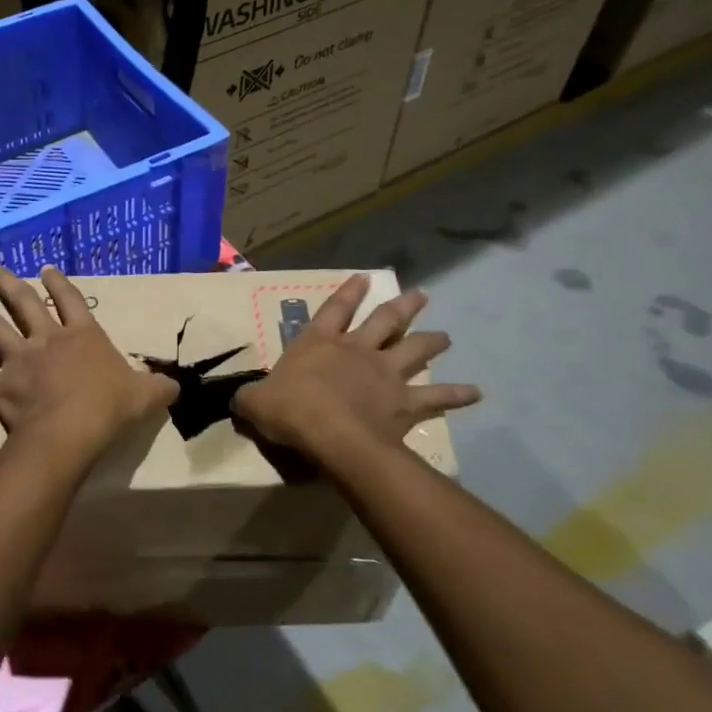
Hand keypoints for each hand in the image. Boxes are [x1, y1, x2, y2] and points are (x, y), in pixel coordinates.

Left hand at [0, 264, 177, 466]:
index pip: (70, 300)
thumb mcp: (146, 395)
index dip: (58, 283)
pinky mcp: (1, 389)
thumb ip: (159, 387)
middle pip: (24, 303)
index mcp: (82, 335)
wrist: (74, 430)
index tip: (45, 268)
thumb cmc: (110, 407)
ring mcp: (21, 362)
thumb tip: (175, 386)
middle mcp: (47, 340)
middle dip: (7, 283)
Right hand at [232, 274, 480, 464]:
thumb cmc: (290, 410)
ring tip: (446, 335)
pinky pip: (436, 397)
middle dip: (403, 307)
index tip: (364, 277)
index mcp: (319, 343)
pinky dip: (457, 394)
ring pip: (413, 351)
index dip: (348, 292)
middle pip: (385, 321)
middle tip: (422, 295)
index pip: (334, 309)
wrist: (330, 434)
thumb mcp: (256, 403)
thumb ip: (249, 398)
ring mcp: (385, 374)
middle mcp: (356, 351)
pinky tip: (476, 391)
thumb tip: (235, 399)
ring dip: (431, 341)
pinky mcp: (404, 402)